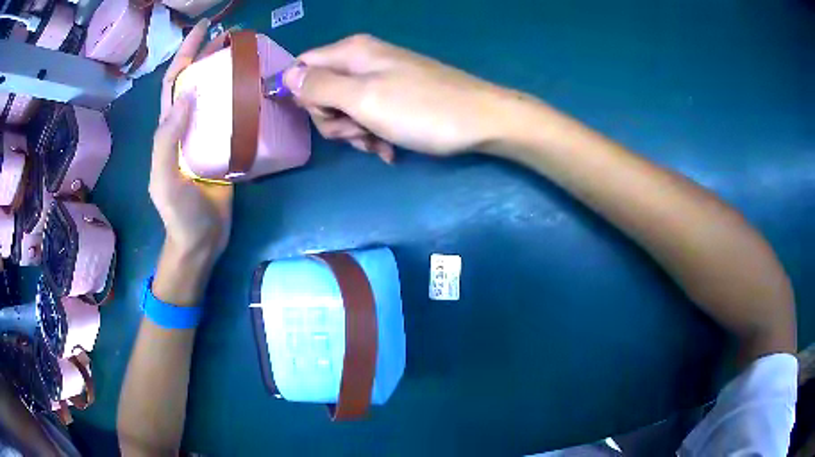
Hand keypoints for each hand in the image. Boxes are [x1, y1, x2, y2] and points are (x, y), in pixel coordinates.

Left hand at [149, 19, 231, 259]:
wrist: (201, 240)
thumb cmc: (179, 214)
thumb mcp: (164, 180)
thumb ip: (167, 140)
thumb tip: (187, 94)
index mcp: (169, 129)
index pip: (174, 83)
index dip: (186, 54)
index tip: (204, 29)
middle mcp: (188, 125)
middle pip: (197, 81)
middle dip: (209, 54)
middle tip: (232, 35)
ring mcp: (208, 135)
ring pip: (217, 95)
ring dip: (229, 71)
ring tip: (248, 53)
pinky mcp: (227, 147)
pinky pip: (235, 117)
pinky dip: (244, 99)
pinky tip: (258, 88)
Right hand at [284, 34, 516, 160]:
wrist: (482, 121)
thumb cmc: (422, 110)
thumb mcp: (363, 99)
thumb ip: (320, 86)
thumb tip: (285, 76)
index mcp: (352, 52)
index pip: (302, 67)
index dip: (304, 96)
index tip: (324, 116)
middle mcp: (363, 60)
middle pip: (322, 91)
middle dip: (334, 120)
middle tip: (358, 132)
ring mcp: (382, 79)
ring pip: (345, 108)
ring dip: (355, 132)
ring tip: (378, 144)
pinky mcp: (398, 97)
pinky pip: (370, 115)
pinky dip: (374, 134)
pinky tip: (389, 150)